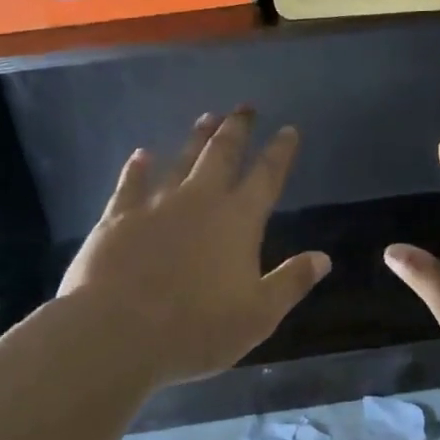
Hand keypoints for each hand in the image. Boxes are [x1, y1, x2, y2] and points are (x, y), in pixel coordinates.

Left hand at [57, 109, 330, 384]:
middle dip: (236, 128)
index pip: (266, 176)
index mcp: (238, 220)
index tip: (288, 129)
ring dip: (195, 138)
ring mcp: (156, 205)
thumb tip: (323, 258)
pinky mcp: (118, 217)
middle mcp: (200, 200)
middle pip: (222, 154)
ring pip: (181, 160)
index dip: (280, 152)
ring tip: (206, 117)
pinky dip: (138, 167)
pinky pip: (131, 183)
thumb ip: (291, 282)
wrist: (116, 332)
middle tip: (244, 106)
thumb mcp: (258, 315)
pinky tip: (141, 155)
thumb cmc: (196, 329)